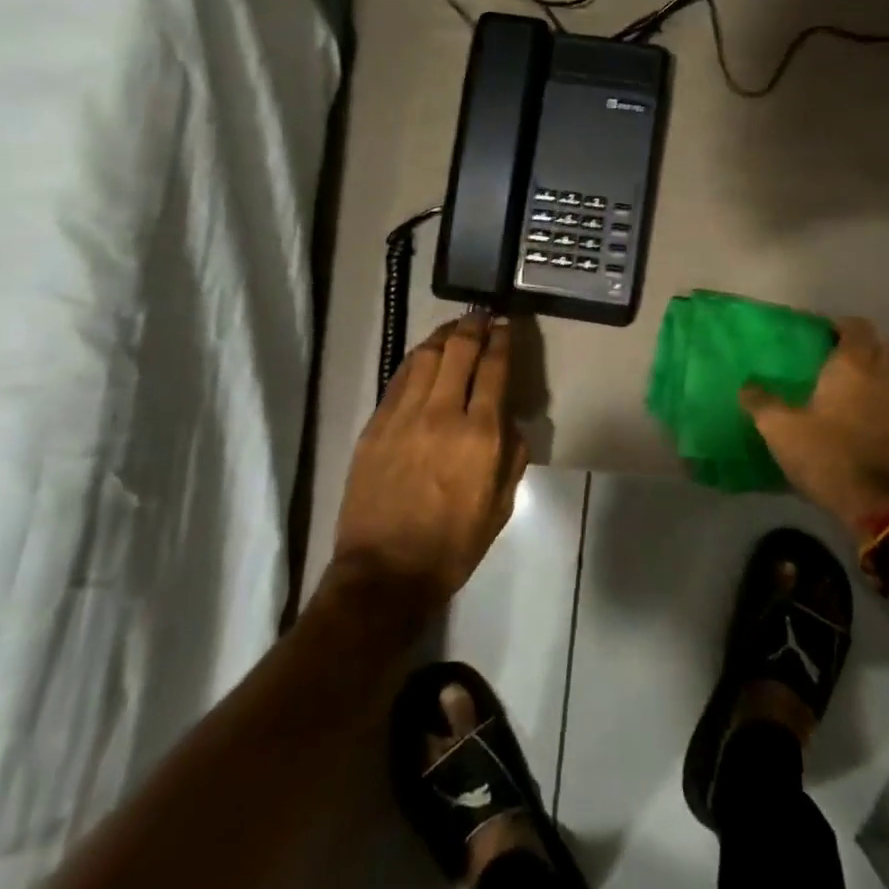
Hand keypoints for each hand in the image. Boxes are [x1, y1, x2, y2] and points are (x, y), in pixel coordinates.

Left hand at [330, 310, 524, 616]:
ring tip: (455, 329)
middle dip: (473, 327)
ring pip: (425, 357)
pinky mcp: (375, 425)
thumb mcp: (501, 505)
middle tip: (482, 316)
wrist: (385, 571)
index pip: (493, 370)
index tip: (506, 325)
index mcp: (479, 436)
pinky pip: (399, 379)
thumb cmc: (452, 544)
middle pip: (458, 351)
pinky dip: (417, 360)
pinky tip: (424, 357)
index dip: (501, 341)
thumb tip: (510, 420)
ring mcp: (403, 417)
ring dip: (444, 337)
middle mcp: (441, 415)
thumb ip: (513, 455)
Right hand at [740, 316, 888, 534]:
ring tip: (848, 381)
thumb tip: (746, 385)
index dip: (838, 325)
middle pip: (882, 344)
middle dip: (861, 344)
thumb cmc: (828, 455)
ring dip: (877, 368)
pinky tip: (861, 410)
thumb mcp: (781, 429)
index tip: (816, 334)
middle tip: (833, 354)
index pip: (856, 327)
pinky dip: (884, 394)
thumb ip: (761, 402)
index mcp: (854, 365)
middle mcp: (884, 376)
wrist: (880, 505)